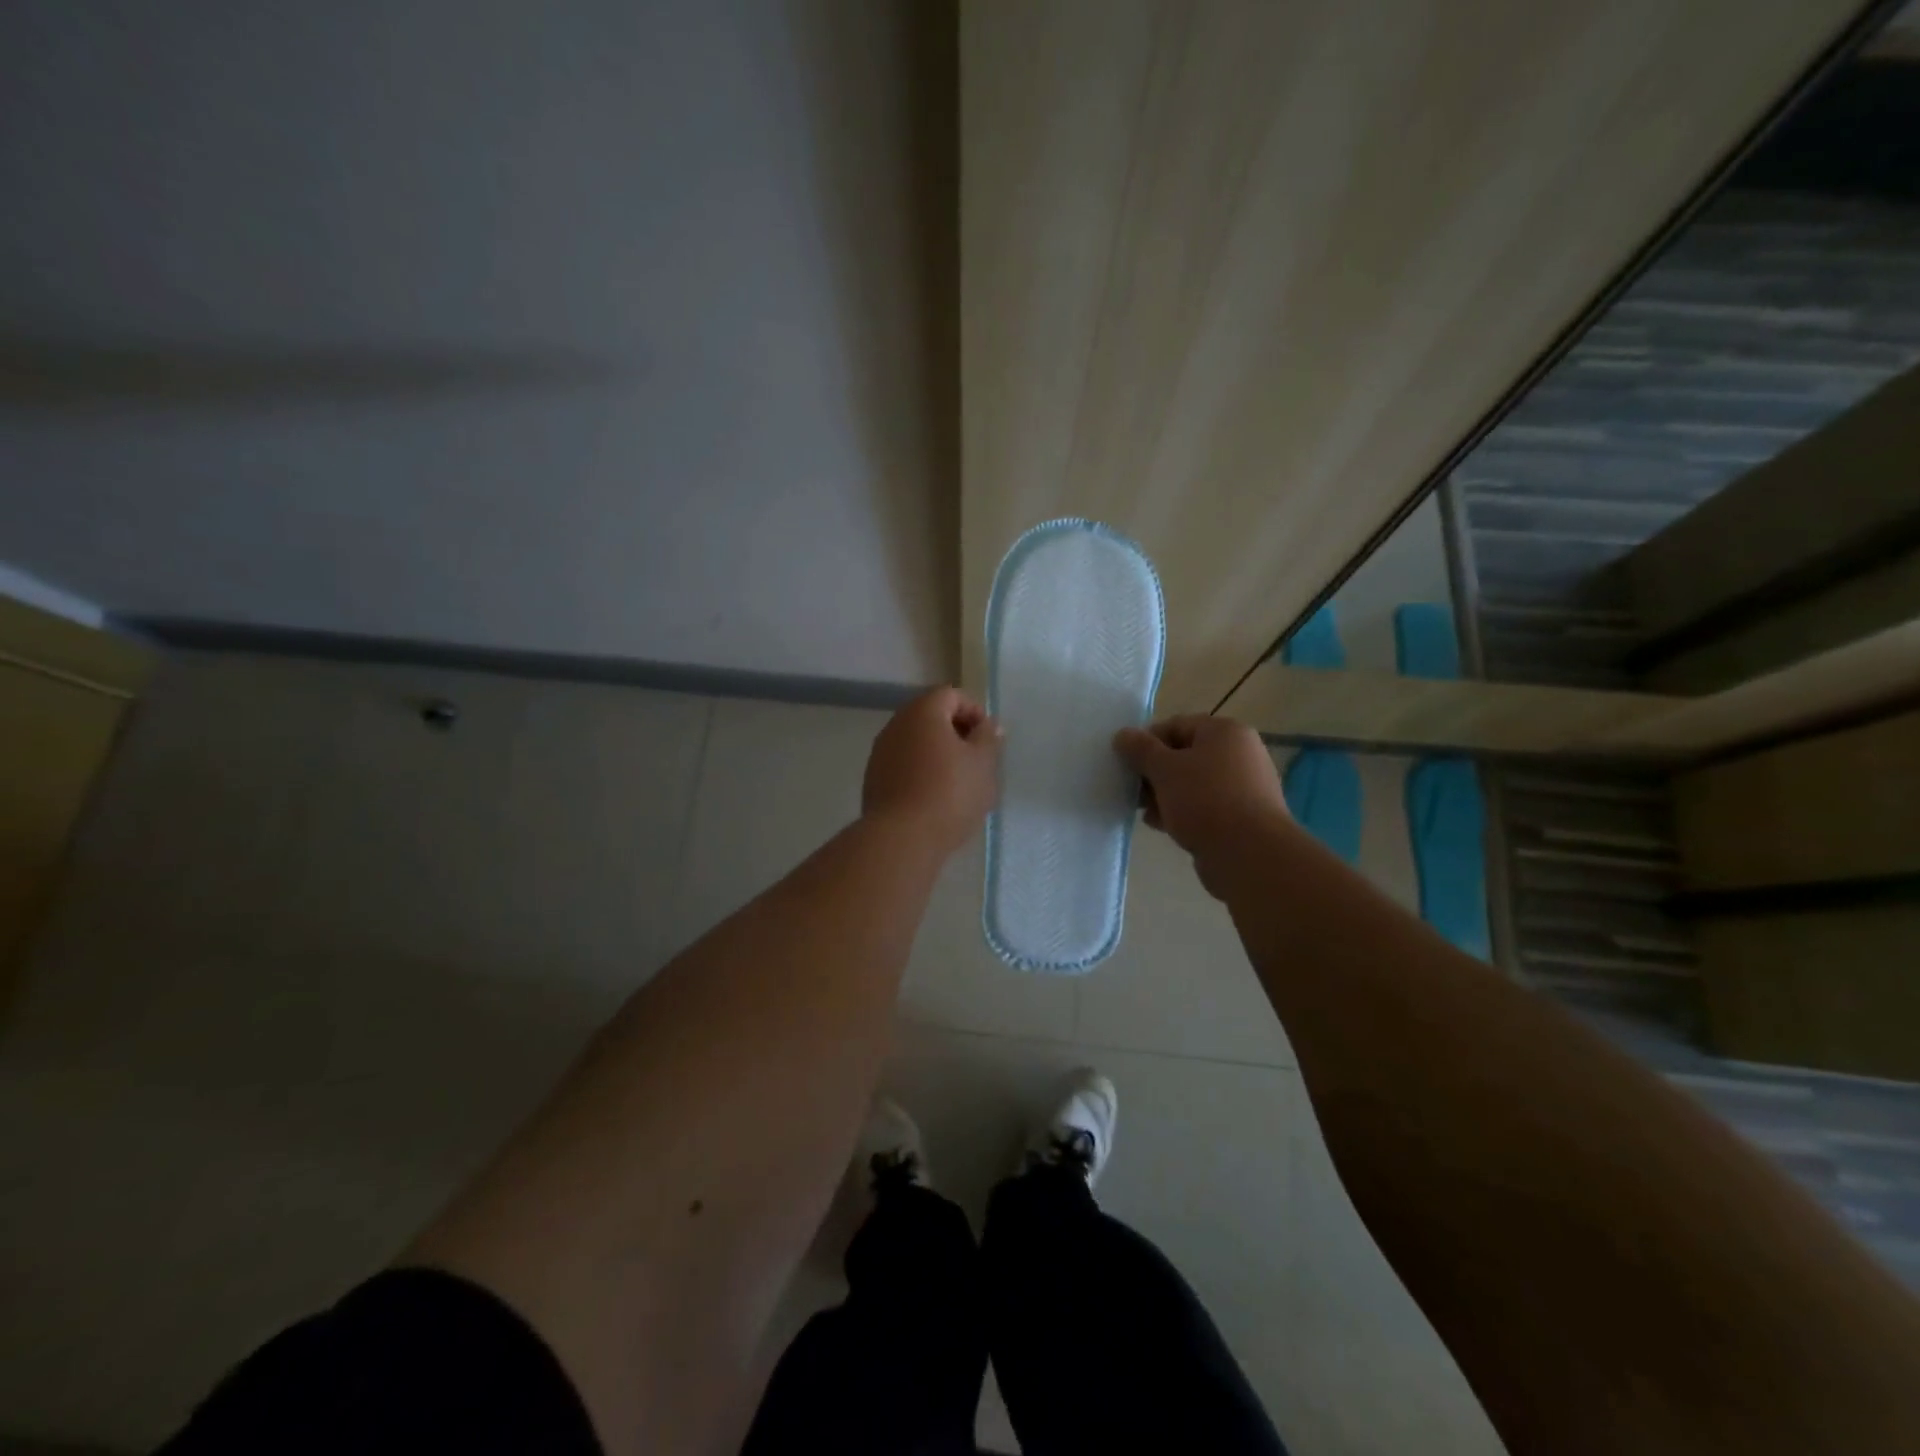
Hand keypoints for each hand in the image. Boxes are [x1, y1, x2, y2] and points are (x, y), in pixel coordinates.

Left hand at [862, 687, 1001, 854]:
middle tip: (976, 759)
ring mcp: (880, 752)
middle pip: (930, 716)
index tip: (987, 738)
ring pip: (915, 742)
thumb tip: (989, 725)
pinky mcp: (873, 779)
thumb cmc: (949, 793)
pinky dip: (921, 771)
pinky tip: (935, 798)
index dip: (974, 711)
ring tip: (959, 781)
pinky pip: (903, 764)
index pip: (951, 695)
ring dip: (938, 753)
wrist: (902, 838)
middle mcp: (896, 724)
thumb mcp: (982, 764)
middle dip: (956, 733)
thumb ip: (988, 738)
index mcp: (923, 712)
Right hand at [1114, 715, 1288, 893]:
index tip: (1126, 763)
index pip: (1176, 725)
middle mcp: (1239, 753)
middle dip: (1154, 772)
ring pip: (1192, 783)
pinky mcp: (1241, 816)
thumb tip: (1122, 734)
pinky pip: (1204, 806)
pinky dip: (1181, 811)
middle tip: (1132, 790)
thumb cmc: (1205, 800)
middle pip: (1184, 755)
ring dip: (1164, 795)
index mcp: (1225, 732)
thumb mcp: (1164, 770)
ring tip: (1144, 811)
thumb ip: (1140, 750)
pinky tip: (1161, 825)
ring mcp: (1243, 786)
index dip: (1147, 742)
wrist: (1249, 854)